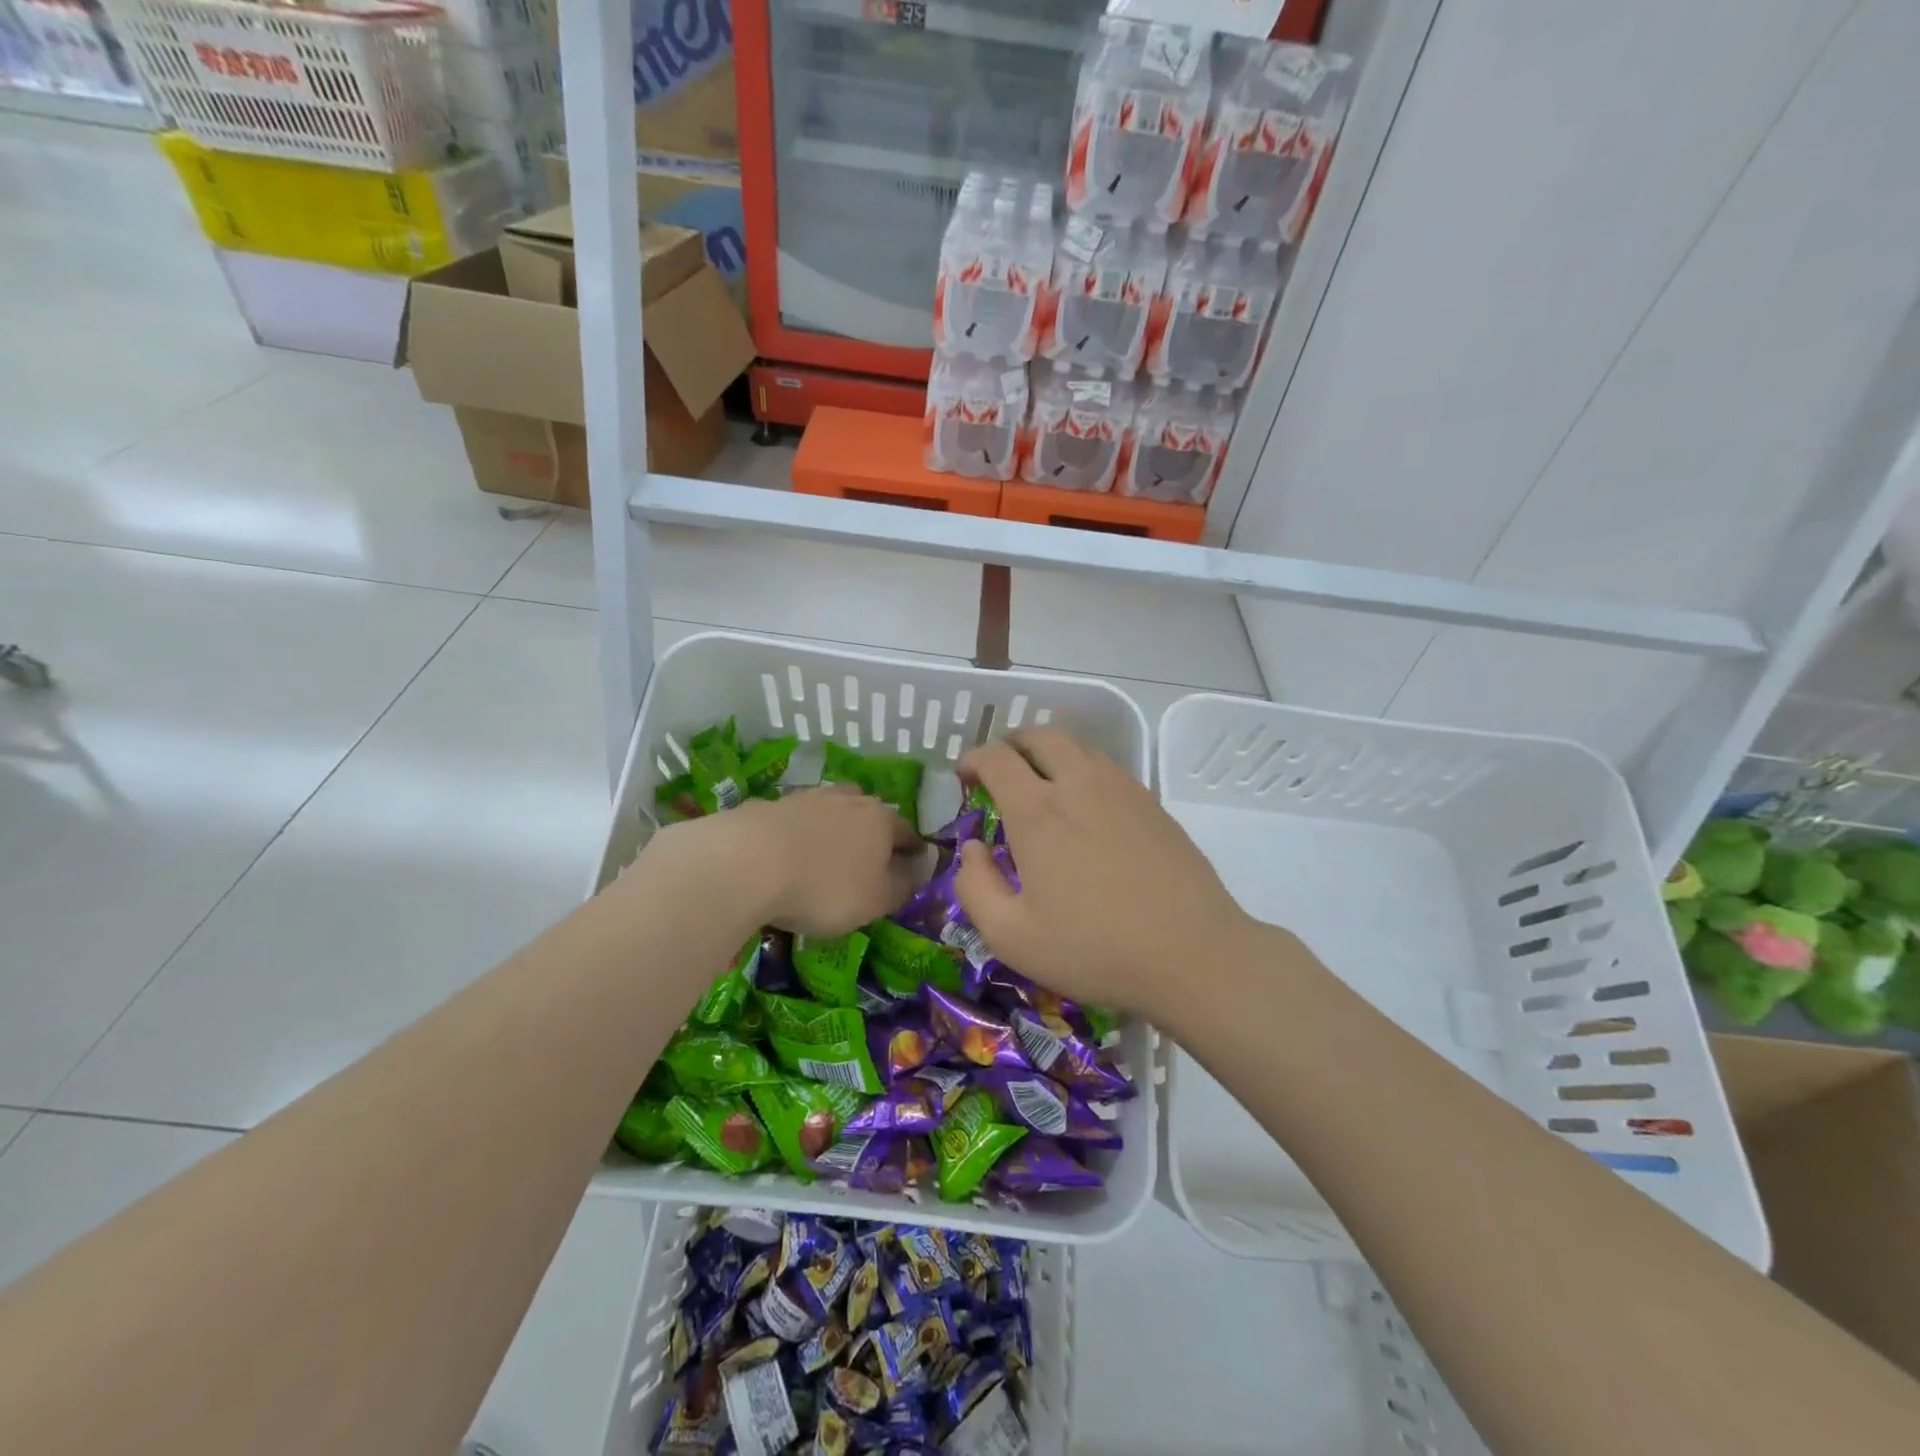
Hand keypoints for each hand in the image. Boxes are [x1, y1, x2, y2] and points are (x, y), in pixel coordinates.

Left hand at [650, 785, 920, 938]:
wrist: (748, 861)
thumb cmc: (825, 887)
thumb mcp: (877, 900)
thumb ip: (902, 886)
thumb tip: (914, 873)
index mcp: (881, 819)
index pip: (907, 833)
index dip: (914, 851)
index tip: (915, 864)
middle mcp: (849, 799)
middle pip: (869, 814)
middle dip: (873, 835)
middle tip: (869, 860)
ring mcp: (807, 798)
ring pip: (831, 812)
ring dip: (834, 831)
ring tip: (827, 856)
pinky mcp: (770, 806)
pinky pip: (796, 822)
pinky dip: (799, 836)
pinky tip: (789, 857)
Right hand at [954, 727, 1255, 1018]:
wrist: (1193, 954)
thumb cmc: (1094, 949)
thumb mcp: (1012, 936)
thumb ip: (975, 887)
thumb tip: (972, 849)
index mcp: (1038, 811)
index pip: (996, 758)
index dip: (973, 759)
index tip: (965, 778)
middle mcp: (1078, 784)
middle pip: (1039, 736)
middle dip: (1011, 744)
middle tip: (1000, 772)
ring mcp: (1121, 789)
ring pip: (1076, 746)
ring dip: (1048, 754)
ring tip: (1040, 786)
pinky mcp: (1152, 803)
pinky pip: (1106, 767)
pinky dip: (1081, 770)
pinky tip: (1084, 809)